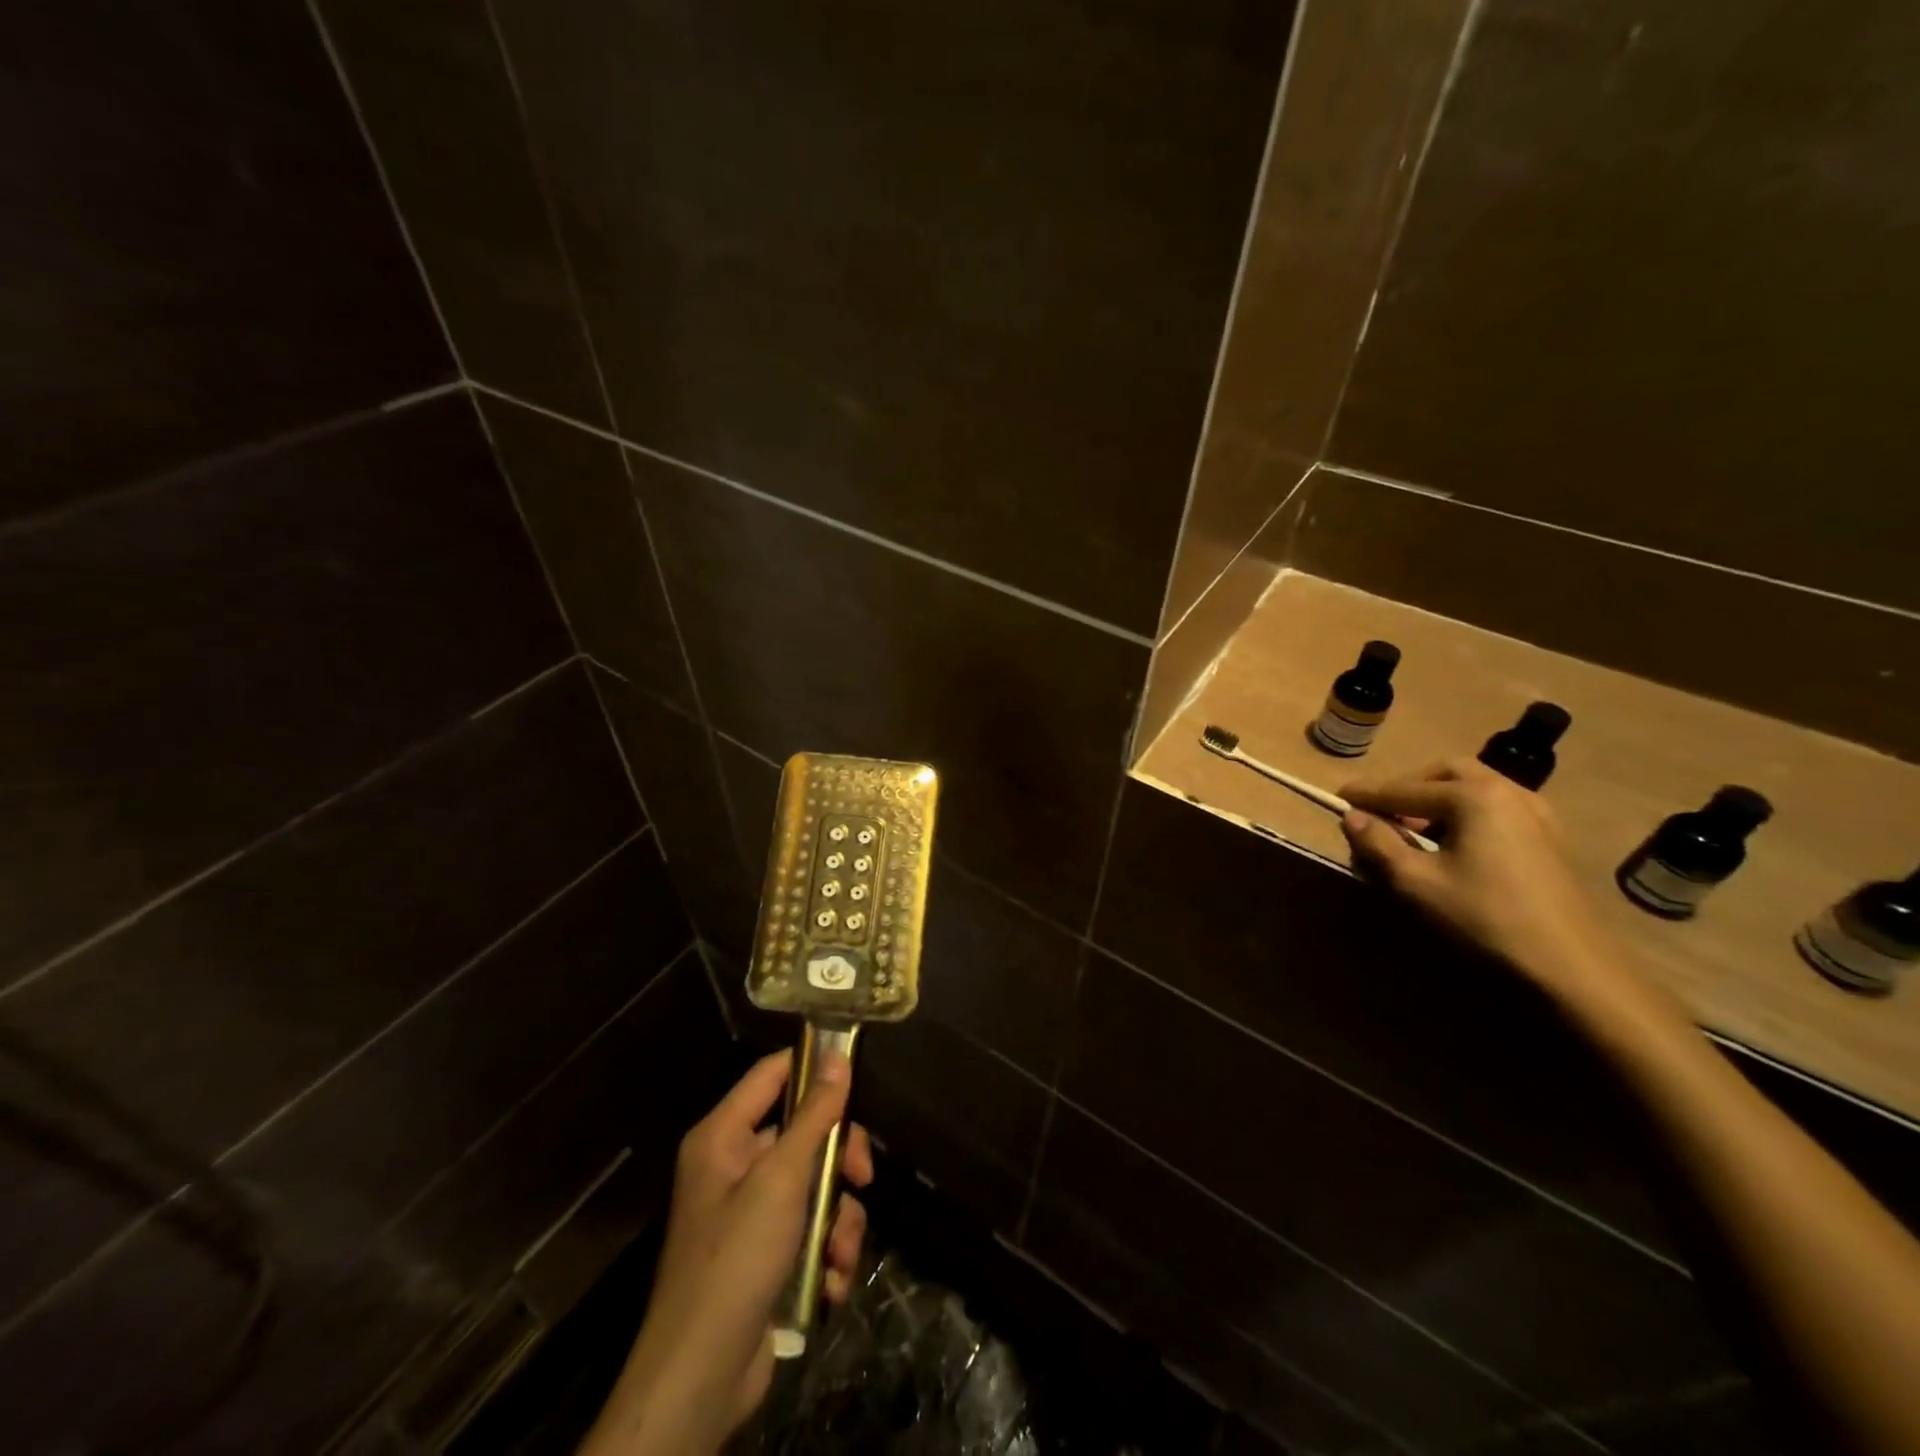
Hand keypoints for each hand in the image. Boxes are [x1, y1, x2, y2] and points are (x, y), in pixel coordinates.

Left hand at [581, 1050, 873, 1455]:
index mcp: (723, 1135)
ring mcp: (750, 1211)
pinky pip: (809, 1227)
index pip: (772, 1074)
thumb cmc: (736, 1258)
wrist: (702, 1377)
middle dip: (839, 1158)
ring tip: (841, 1251)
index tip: (856, 1073)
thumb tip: (837, 1057)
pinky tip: (830, 1279)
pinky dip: (826, 1250)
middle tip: (864, 1177)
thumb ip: (814, 1116)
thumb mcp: (782, 1179)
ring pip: (814, 1184)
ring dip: (838, 1218)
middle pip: (803, 1131)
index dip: (812, 1066)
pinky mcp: (765, 1252)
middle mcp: (734, 1165)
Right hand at [1338, 758, 1622, 1000]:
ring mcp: (1536, 814)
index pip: (1403, 788)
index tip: (1336, 798)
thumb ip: (1379, 844)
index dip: (1367, 794)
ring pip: (1474, 788)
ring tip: (1414, 830)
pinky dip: (1466, 813)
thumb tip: (1352, 817)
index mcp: (1473, 796)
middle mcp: (1507, 792)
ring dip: (1437, 799)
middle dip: (1409, 787)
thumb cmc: (1484, 918)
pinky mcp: (1548, 838)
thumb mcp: (1416, 882)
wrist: (1571, 967)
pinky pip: (1497, 808)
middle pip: (1445, 773)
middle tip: (1382, 812)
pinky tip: (1455, 844)